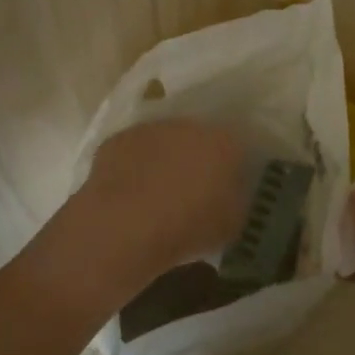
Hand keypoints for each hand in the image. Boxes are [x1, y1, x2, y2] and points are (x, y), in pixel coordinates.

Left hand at [70, 119, 247, 288]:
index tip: (226, 189)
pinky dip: (134, 167)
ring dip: (164, 161)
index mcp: (224, 143)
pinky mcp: (118, 140)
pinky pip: (134, 152)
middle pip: (199, 140)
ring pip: (164, 142)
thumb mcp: (231, 225)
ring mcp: (151, 130)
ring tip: (158, 196)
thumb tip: (232, 194)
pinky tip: (130, 194)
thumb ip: (236, 202)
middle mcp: (189, 126)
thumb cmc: (188, 228)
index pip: (236, 147)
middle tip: (192, 192)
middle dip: (197, 161)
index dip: (231, 168)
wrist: (125, 227)